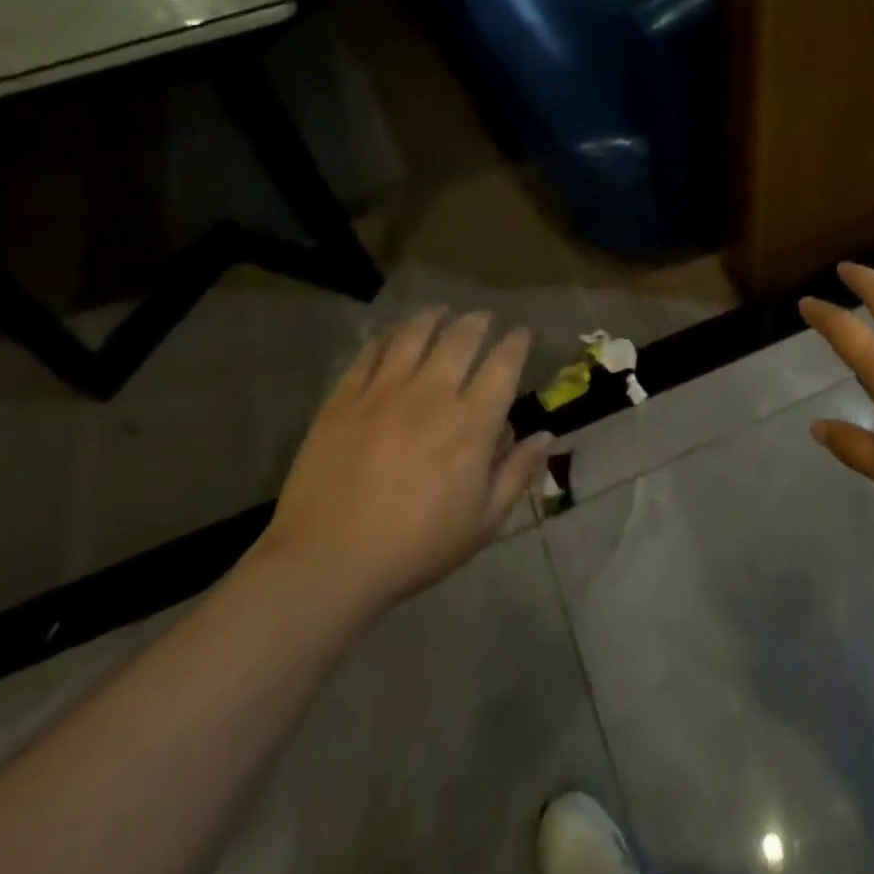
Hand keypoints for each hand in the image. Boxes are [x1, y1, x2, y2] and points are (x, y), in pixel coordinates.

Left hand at [257, 310, 551, 612]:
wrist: (326, 562)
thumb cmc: (415, 548)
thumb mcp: (482, 523)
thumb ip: (517, 473)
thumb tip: (546, 435)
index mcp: (472, 424)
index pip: (503, 365)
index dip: (516, 343)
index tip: (521, 334)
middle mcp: (432, 395)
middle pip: (460, 338)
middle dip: (478, 322)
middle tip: (483, 317)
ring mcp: (384, 392)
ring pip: (414, 335)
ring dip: (433, 318)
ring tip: (440, 311)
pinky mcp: (344, 399)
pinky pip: (369, 353)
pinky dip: (386, 336)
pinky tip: (392, 334)